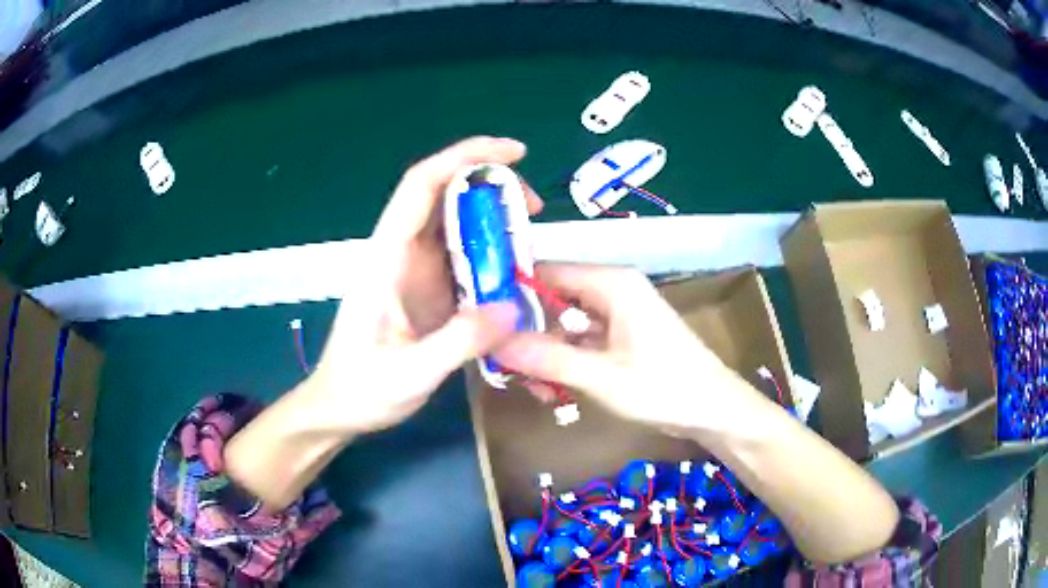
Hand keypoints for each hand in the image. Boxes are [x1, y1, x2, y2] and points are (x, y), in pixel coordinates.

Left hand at [307, 137, 543, 433]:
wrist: (339, 408)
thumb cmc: (362, 389)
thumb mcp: (411, 373)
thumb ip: (460, 341)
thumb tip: (514, 306)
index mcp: (387, 258)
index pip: (422, 186)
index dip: (465, 157)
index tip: (514, 153)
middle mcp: (401, 253)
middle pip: (443, 195)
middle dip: (490, 186)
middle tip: (534, 208)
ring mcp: (414, 271)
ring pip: (456, 224)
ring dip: (494, 218)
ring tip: (531, 234)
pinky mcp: (427, 289)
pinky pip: (463, 257)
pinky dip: (492, 252)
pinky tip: (515, 269)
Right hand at [495, 264, 767, 433]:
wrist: (715, 410)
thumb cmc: (665, 388)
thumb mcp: (601, 377)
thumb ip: (548, 358)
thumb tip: (494, 342)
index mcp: (611, 284)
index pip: (546, 271)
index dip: (512, 290)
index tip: (481, 318)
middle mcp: (613, 290)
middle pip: (554, 299)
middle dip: (528, 333)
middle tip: (503, 366)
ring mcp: (619, 314)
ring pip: (566, 325)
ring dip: (546, 354)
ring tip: (533, 389)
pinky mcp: (624, 336)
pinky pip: (583, 341)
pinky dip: (567, 362)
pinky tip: (555, 391)